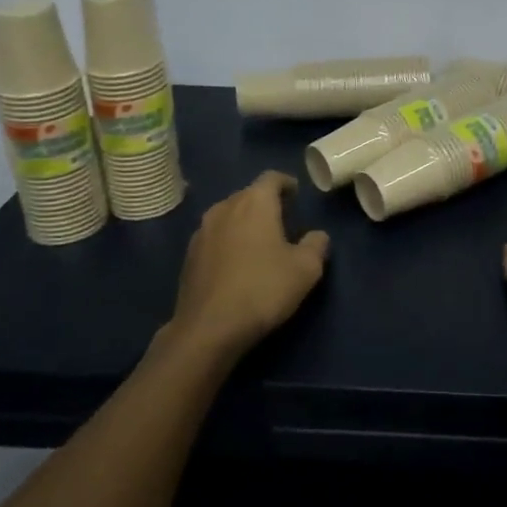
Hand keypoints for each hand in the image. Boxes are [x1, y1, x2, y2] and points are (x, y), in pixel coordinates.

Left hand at [168, 172, 329, 358]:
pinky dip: (228, 242)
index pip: (272, 178)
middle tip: (282, 220)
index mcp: (255, 202)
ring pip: (228, 215)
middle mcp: (225, 208)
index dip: (286, 183)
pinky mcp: (188, 256)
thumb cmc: (263, 289)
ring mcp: (202, 231)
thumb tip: (317, 235)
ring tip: (259, 242)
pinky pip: (214, 237)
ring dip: (244, 222)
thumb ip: (316, 245)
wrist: (208, 329)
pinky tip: (236, 264)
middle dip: (265, 203)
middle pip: (248, 194)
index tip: (296, 195)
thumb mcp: (306, 269)